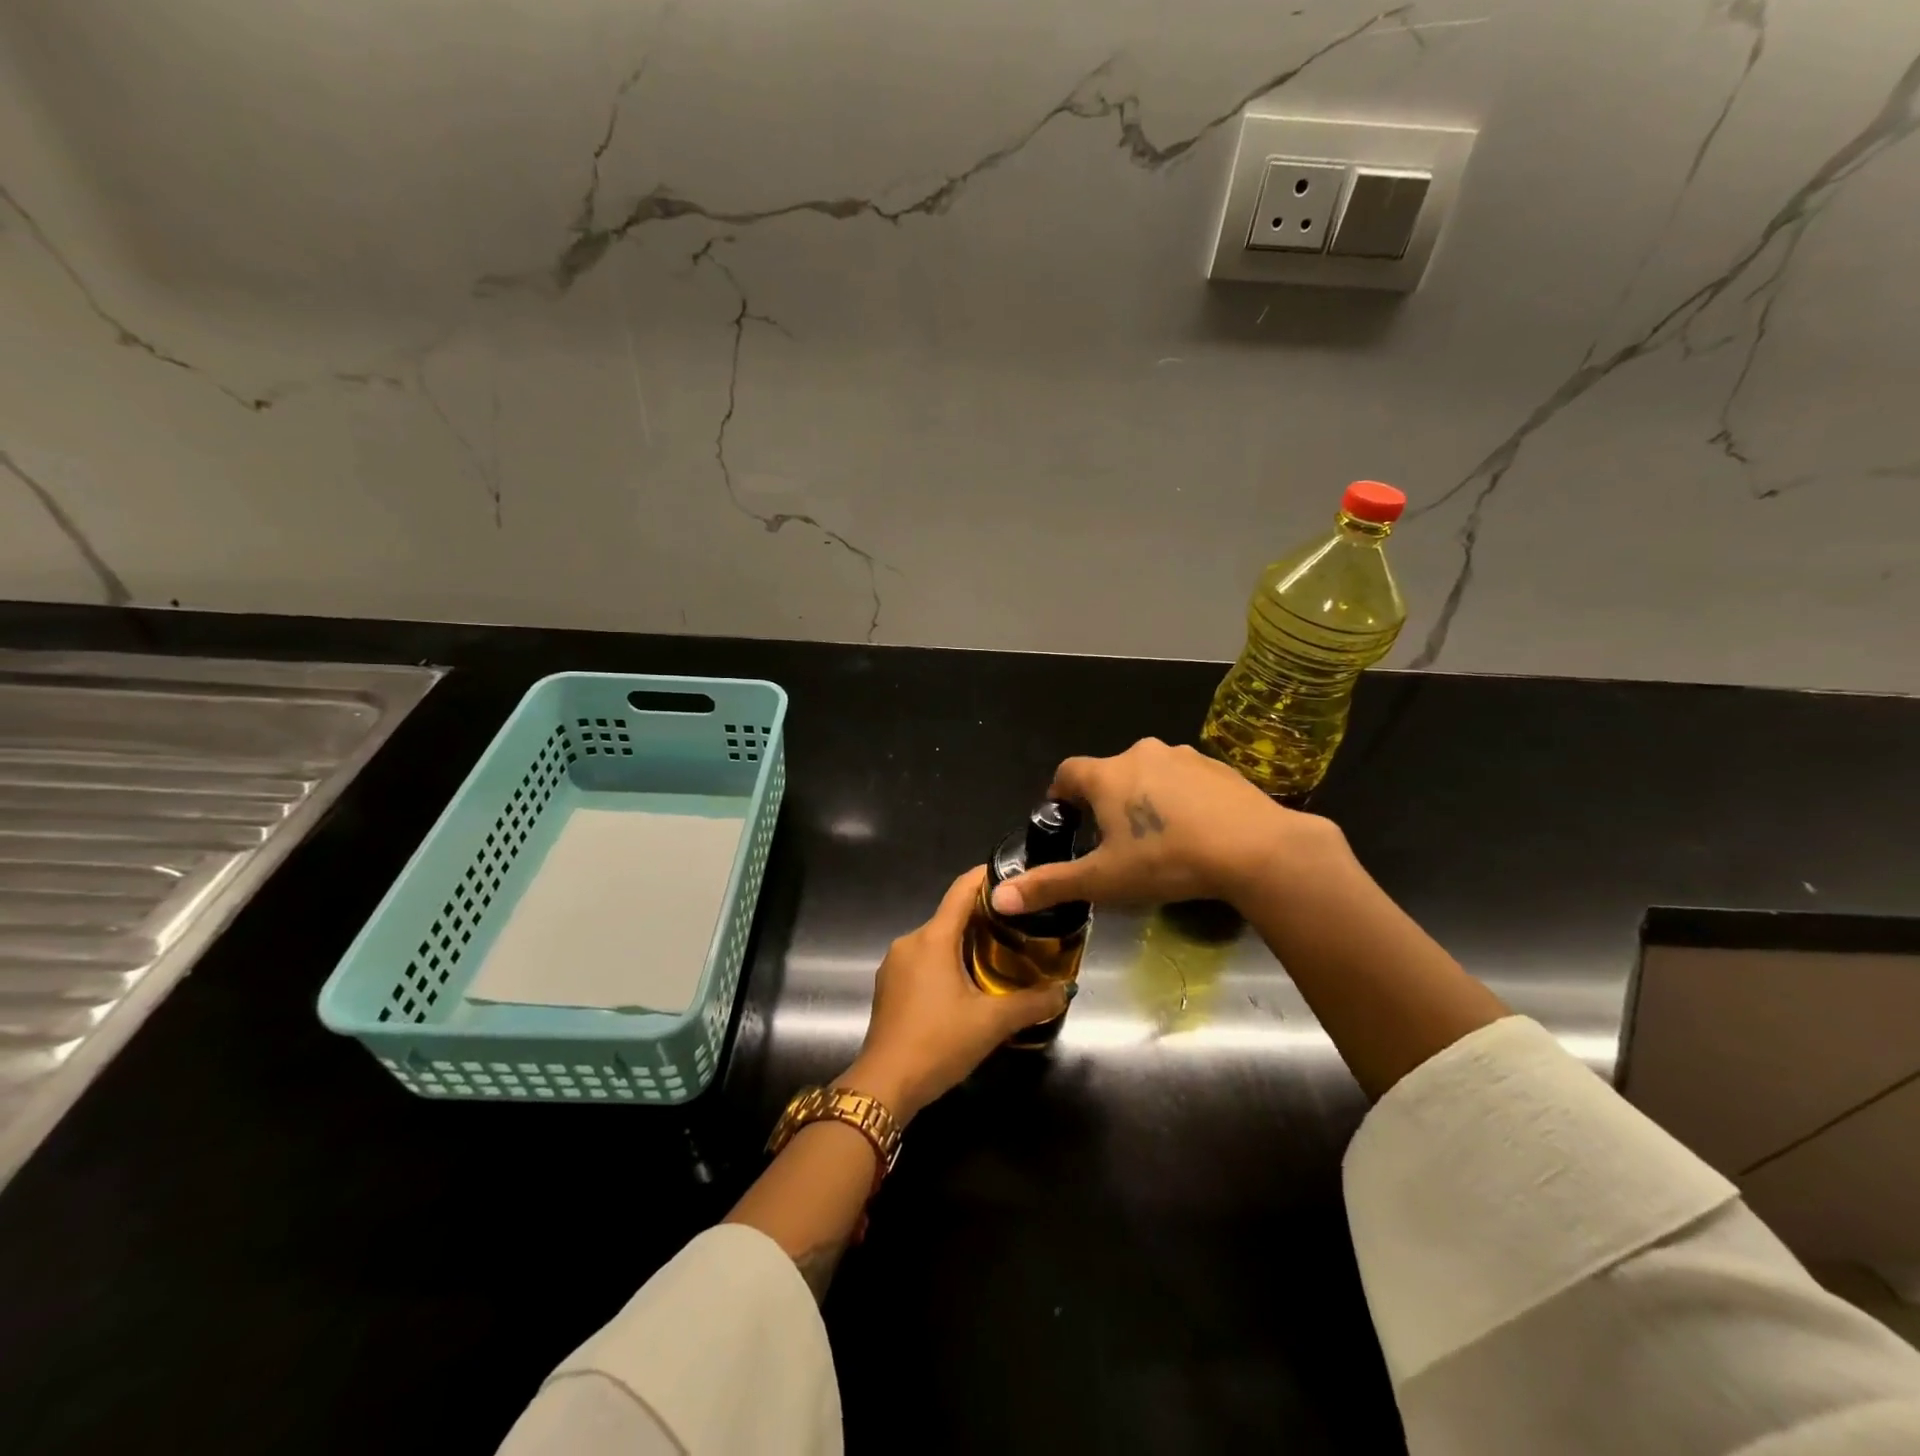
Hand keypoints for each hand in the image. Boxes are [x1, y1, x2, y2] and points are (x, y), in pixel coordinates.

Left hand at [840, 866, 1067, 1122]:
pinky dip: (946, 960)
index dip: (987, 877)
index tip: (1015, 876)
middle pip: (951, 915)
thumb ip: (1032, 1003)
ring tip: (1000, 953)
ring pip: (937, 939)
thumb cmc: (938, 1043)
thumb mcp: (992, 1023)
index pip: (962, 890)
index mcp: (933, 938)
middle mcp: (910, 941)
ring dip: (965, 941)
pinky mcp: (889, 984)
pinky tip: (967, 982)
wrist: (884, 1085)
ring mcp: (895, 963)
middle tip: (1021, 925)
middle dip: (984, 916)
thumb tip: (1066, 990)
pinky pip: (923, 959)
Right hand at [988, 738, 1345, 915]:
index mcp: (1106, 775)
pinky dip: (1180, 798)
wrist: (1255, 849)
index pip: (1067, 773)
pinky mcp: (1217, 766)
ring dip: (1144, 797)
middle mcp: (1140, 753)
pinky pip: (1185, 778)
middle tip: (1113, 841)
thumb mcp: (1104, 880)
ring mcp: (1183, 756)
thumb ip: (1050, 885)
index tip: (1067, 821)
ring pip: (1149, 774)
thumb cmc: (1167, 860)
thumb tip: (998, 899)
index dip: (1061, 795)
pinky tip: (1195, 830)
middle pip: (1109, 773)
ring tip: (1157, 837)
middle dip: (1105, 800)